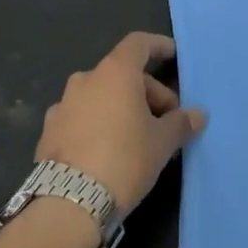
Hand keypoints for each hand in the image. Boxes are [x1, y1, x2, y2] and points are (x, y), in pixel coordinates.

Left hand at [35, 32, 206, 213]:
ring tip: (137, 136)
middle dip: (147, 92)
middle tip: (165, 119)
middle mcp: (86, 80)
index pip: (138, 44)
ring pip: (100, 95)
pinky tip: (108, 150)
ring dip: (120, 107)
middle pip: (122, 73)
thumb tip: (198, 115)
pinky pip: (81, 117)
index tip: (172, 55)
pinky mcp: (49, 131)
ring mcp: (62, 105)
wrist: (69, 203)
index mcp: (115, 73)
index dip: (158, 46)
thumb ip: (181, 123)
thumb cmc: (124, 159)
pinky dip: (97, 123)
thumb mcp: (162, 142)